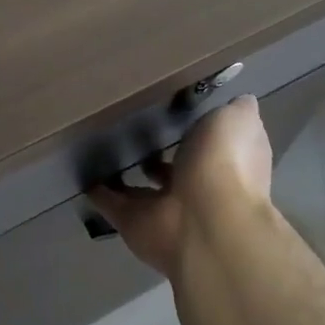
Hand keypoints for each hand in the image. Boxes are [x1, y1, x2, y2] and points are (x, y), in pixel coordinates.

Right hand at [88, 95, 273, 281]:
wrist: (205, 223)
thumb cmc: (225, 163)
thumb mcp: (238, 120)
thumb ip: (237, 111)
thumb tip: (241, 101)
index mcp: (225, 163)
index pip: (211, 143)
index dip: (198, 128)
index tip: (174, 107)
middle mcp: (198, 187)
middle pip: (175, 167)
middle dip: (160, 152)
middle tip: (131, 125)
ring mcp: (165, 208)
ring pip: (142, 189)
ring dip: (126, 174)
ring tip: (102, 146)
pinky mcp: (134, 222)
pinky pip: (113, 204)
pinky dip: (99, 192)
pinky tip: (83, 172)